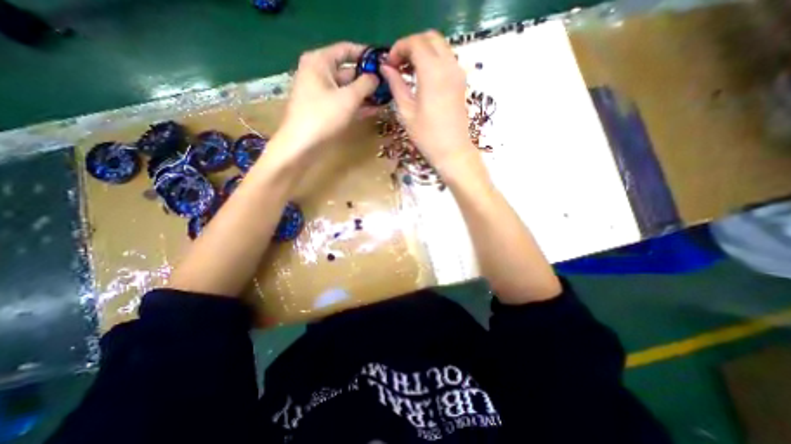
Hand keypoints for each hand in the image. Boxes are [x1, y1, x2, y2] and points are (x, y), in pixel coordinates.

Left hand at [276, 42, 377, 159]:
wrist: (302, 145)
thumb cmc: (323, 117)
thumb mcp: (348, 98)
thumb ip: (365, 84)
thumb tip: (376, 76)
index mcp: (319, 61)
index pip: (346, 50)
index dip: (366, 54)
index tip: (383, 61)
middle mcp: (319, 73)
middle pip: (348, 71)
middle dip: (368, 79)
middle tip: (388, 85)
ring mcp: (321, 93)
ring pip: (347, 89)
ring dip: (365, 94)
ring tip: (385, 98)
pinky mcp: (325, 110)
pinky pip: (343, 102)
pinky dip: (357, 105)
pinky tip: (374, 109)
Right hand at [379, 29, 478, 172]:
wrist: (453, 150)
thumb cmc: (427, 136)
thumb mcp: (406, 111)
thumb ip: (396, 85)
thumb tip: (386, 68)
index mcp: (433, 72)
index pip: (415, 43)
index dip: (399, 48)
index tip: (390, 63)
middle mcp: (449, 65)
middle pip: (430, 38)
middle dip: (411, 45)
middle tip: (399, 64)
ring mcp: (458, 72)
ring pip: (440, 46)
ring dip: (423, 51)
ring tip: (409, 71)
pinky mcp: (461, 81)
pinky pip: (447, 59)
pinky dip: (433, 59)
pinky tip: (422, 77)